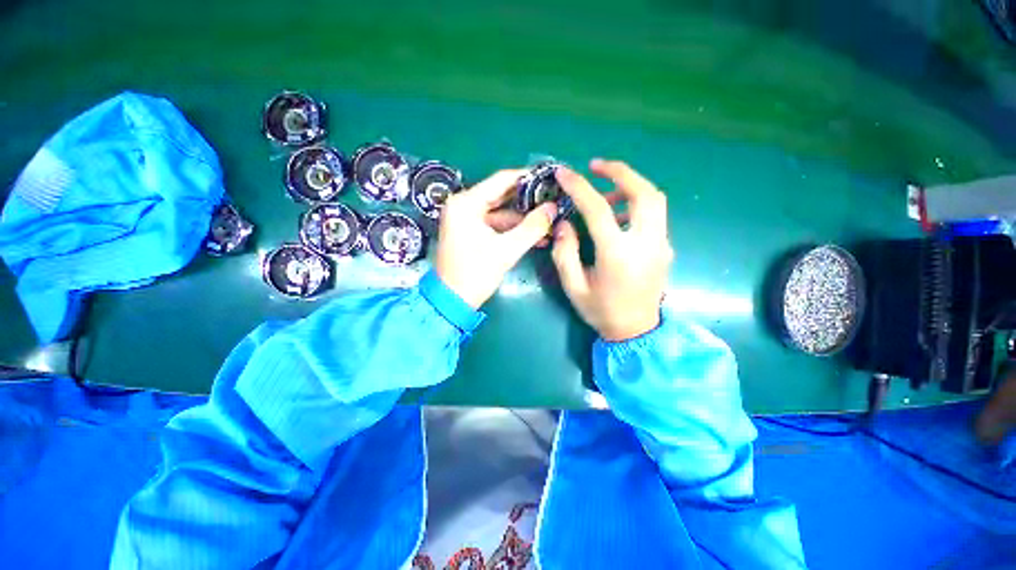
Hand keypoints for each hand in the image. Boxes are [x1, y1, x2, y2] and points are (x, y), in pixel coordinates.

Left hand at [436, 169, 556, 308]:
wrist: (452, 301)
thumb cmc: (475, 273)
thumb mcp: (506, 250)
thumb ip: (532, 227)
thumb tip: (553, 208)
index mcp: (466, 203)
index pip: (501, 180)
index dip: (527, 178)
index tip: (549, 178)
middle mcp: (463, 205)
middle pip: (501, 196)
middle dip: (528, 201)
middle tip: (552, 200)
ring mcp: (465, 220)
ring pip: (500, 213)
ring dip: (523, 220)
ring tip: (549, 222)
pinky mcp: (469, 232)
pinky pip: (495, 225)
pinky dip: (512, 230)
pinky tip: (534, 235)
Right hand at [551, 160, 672, 340]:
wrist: (637, 331)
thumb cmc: (601, 311)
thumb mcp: (574, 286)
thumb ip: (565, 252)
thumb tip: (564, 223)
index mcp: (618, 254)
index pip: (598, 209)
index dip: (579, 187)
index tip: (564, 173)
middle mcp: (646, 243)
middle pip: (644, 192)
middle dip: (621, 172)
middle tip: (596, 166)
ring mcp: (661, 244)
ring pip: (654, 200)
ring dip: (630, 186)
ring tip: (604, 194)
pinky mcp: (665, 247)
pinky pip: (654, 215)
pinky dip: (635, 204)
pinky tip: (617, 215)